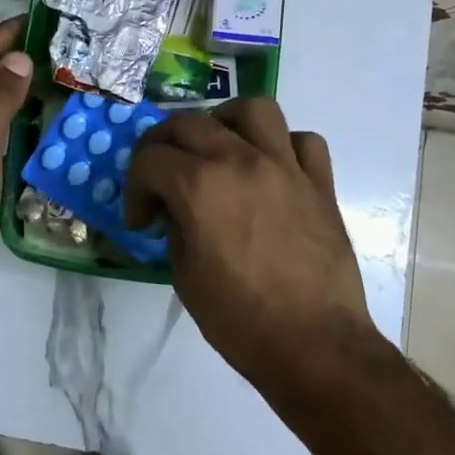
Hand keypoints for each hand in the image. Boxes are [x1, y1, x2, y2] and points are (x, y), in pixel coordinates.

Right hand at [125, 98, 371, 392]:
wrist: (314, 345)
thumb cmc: (240, 319)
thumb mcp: (184, 275)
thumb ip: (174, 226)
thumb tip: (175, 208)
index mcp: (200, 186)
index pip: (149, 158)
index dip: (135, 187)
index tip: (141, 219)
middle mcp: (241, 160)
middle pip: (189, 121)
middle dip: (163, 144)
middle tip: (161, 175)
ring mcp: (285, 166)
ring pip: (253, 109)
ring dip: (226, 121)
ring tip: (218, 146)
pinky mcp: (320, 182)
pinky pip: (302, 141)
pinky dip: (282, 146)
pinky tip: (271, 169)